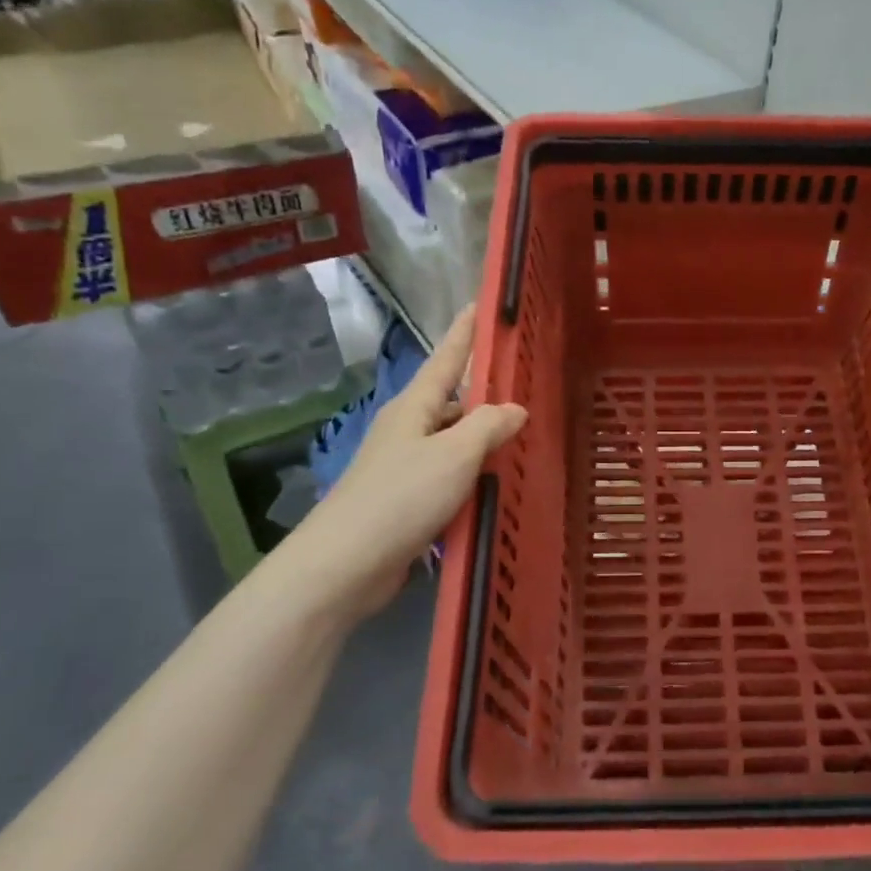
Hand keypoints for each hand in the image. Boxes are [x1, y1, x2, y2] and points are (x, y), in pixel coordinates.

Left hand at [299, 306, 525, 620]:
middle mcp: (408, 429)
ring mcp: (405, 466)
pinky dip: (473, 475)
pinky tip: (497, 485)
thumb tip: (514, 409)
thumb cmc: (401, 497)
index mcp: (414, 407)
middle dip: (485, 393)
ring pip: (453, 441)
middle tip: (525, 387)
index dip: (464, 332)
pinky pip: (450, 476)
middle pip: (452, 401)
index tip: (479, 306)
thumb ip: (488, 426)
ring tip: (522, 438)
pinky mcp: (407, 500)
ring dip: (482, 439)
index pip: (446, 358)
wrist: (346, 564)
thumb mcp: (454, 454)